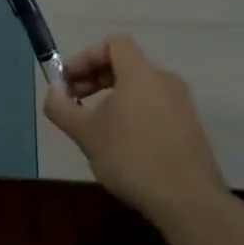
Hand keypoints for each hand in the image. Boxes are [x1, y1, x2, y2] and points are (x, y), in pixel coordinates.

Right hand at [44, 34, 224, 226]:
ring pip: (141, 86)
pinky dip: (134, 111)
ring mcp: (182, 104)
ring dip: (113, 96)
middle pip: (126, 63)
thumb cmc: (131, 158)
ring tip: (96, 125)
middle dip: (95, 77)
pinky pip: (155, 105)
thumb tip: (53, 89)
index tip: (68, 81)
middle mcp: (164, 80)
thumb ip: (62, 107)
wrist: (188, 201)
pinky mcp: (190, 126)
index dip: (86, 56)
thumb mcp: (86, 134)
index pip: (113, 43)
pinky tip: (123, 142)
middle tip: (74, 102)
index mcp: (140, 73)